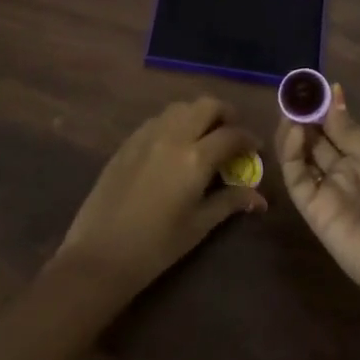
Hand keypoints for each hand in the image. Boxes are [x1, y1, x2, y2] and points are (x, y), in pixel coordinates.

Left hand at [55, 97, 265, 304]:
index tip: (255, 149)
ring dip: (198, 115)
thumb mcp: (198, 226)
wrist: (100, 254)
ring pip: (180, 107)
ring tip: (204, 137)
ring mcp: (146, 135)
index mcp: (195, 158)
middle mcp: (173, 136)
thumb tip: (259, 197)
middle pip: (206, 105)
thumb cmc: (156, 247)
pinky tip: (175, 146)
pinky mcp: (128, 141)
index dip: (248, 139)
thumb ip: (229, 203)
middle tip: (232, 134)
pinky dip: (174, 123)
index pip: (231, 134)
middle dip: (225, 114)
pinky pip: (158, 119)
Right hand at [277, 85, 359, 326]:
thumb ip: (352, 133)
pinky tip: (294, 133)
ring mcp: (329, 192)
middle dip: (304, 116)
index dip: (324, 106)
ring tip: (290, 111)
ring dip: (293, 132)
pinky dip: (290, 155)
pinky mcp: (314, 213)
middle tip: (291, 93)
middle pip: (317, 139)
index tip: (309, 85)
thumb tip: (331, 94)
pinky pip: (297, 180)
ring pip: (302, 156)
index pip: (338, 126)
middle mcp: (346, 172)